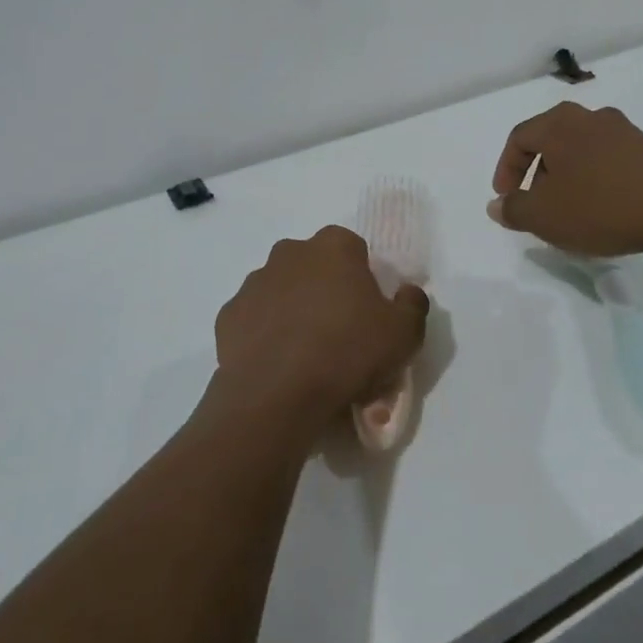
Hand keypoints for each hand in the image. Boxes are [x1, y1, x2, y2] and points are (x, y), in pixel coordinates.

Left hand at [213, 226, 428, 435]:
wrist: (276, 394)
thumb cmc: (347, 353)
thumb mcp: (404, 334)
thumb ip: (413, 305)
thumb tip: (408, 293)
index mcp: (333, 247)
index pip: (352, 248)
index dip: (362, 277)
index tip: (367, 311)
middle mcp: (290, 253)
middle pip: (314, 264)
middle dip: (325, 288)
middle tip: (339, 331)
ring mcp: (254, 282)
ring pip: (281, 288)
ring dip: (293, 308)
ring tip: (306, 353)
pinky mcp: (229, 314)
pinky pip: (255, 318)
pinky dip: (265, 333)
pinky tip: (278, 363)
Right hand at [488, 101, 642, 257]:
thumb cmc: (601, 206)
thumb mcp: (545, 216)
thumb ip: (514, 210)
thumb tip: (497, 205)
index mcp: (559, 123)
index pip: (519, 138)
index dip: (506, 169)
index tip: (506, 199)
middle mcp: (589, 117)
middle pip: (550, 140)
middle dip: (537, 173)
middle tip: (536, 204)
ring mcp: (624, 131)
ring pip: (580, 150)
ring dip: (567, 177)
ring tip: (570, 211)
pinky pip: (608, 160)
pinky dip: (595, 180)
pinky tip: (603, 209)